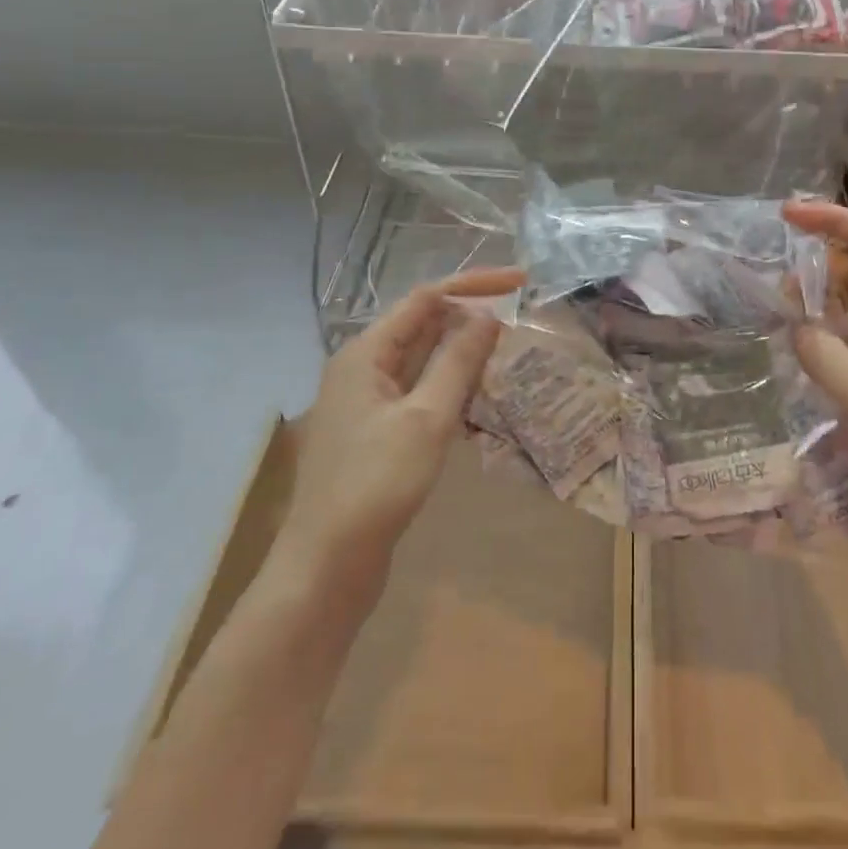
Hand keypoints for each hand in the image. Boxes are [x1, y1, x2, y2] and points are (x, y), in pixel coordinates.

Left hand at [274, 267, 522, 608]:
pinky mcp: (377, 432)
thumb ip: (458, 361)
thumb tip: (487, 315)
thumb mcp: (427, 418)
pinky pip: (420, 392)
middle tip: (520, 321)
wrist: (327, 566)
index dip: (473, 285)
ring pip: (423, 361)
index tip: (520, 282)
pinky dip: (450, 387)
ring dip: (463, 354)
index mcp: (365, 353)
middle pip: (423, 326)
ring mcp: (368, 402)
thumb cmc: (376, 484)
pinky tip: (480, 398)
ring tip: (508, 354)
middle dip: (469, 319)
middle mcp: (363, 368)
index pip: (426, 298)